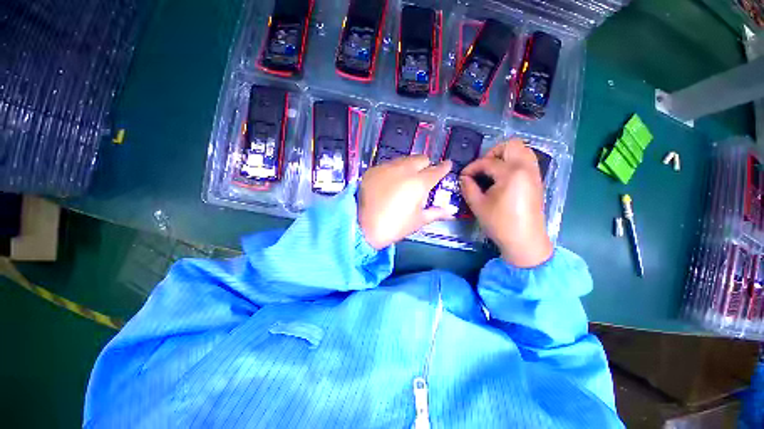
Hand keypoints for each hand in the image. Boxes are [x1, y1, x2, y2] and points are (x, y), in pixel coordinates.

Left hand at [359, 155, 453, 249]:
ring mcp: (386, 168)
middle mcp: (404, 170)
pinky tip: (390, 182)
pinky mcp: (372, 170)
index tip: (447, 165)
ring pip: (404, 159)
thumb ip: (435, 212)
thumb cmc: (394, 226)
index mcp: (418, 183)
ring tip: (406, 178)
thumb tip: (450, 210)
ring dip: (409, 166)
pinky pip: (388, 165)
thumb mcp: (417, 221)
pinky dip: (394, 170)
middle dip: (426, 164)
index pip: (436, 170)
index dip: (444, 167)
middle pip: (420, 159)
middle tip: (424, 175)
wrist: (361, 226)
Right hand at [460, 139, 552, 267]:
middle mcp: (526, 168)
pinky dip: (513, 162)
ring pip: (522, 150)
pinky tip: (502, 178)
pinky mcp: (536, 181)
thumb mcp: (478, 205)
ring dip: (504, 156)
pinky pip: (526, 161)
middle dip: (492, 153)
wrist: (524, 241)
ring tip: (491, 171)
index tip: (463, 177)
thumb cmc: (500, 224)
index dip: (472, 168)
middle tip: (481, 168)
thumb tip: (464, 177)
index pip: (487, 162)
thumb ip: (468, 187)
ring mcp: (534, 174)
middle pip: (511, 145)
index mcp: (511, 173)